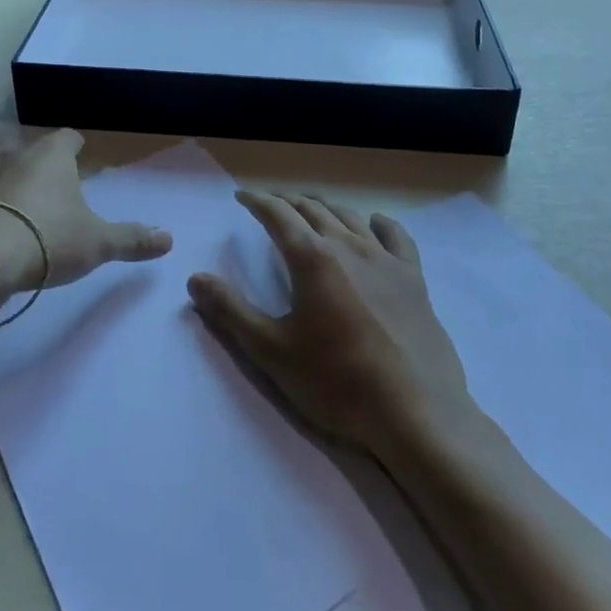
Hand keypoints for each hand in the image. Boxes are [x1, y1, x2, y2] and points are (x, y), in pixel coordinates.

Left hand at [0, 129, 171, 295]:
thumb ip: (132, 239)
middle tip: (44, 188)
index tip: (79, 159)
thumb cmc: (46, 241)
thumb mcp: (97, 243)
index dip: (75, 147)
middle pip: (25, 148)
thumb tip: (169, 238)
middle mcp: (10, 152)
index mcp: (50, 155)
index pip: (68, 137)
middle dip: (33, 163)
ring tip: (5, 203)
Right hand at [188, 192, 472, 457]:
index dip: (257, 202)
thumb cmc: (337, 383)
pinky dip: (380, 223)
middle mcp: (348, 246)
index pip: (278, 215)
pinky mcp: (414, 279)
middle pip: (313, 210)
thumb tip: (195, 279)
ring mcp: (385, 260)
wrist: (416, 413)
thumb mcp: (272, 351)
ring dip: (325, 207)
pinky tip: (375, 223)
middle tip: (271, 203)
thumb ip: (231, 312)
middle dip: (288, 201)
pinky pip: (396, 237)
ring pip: (350, 217)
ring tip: (312, 208)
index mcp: (312, 258)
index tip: (243, 196)